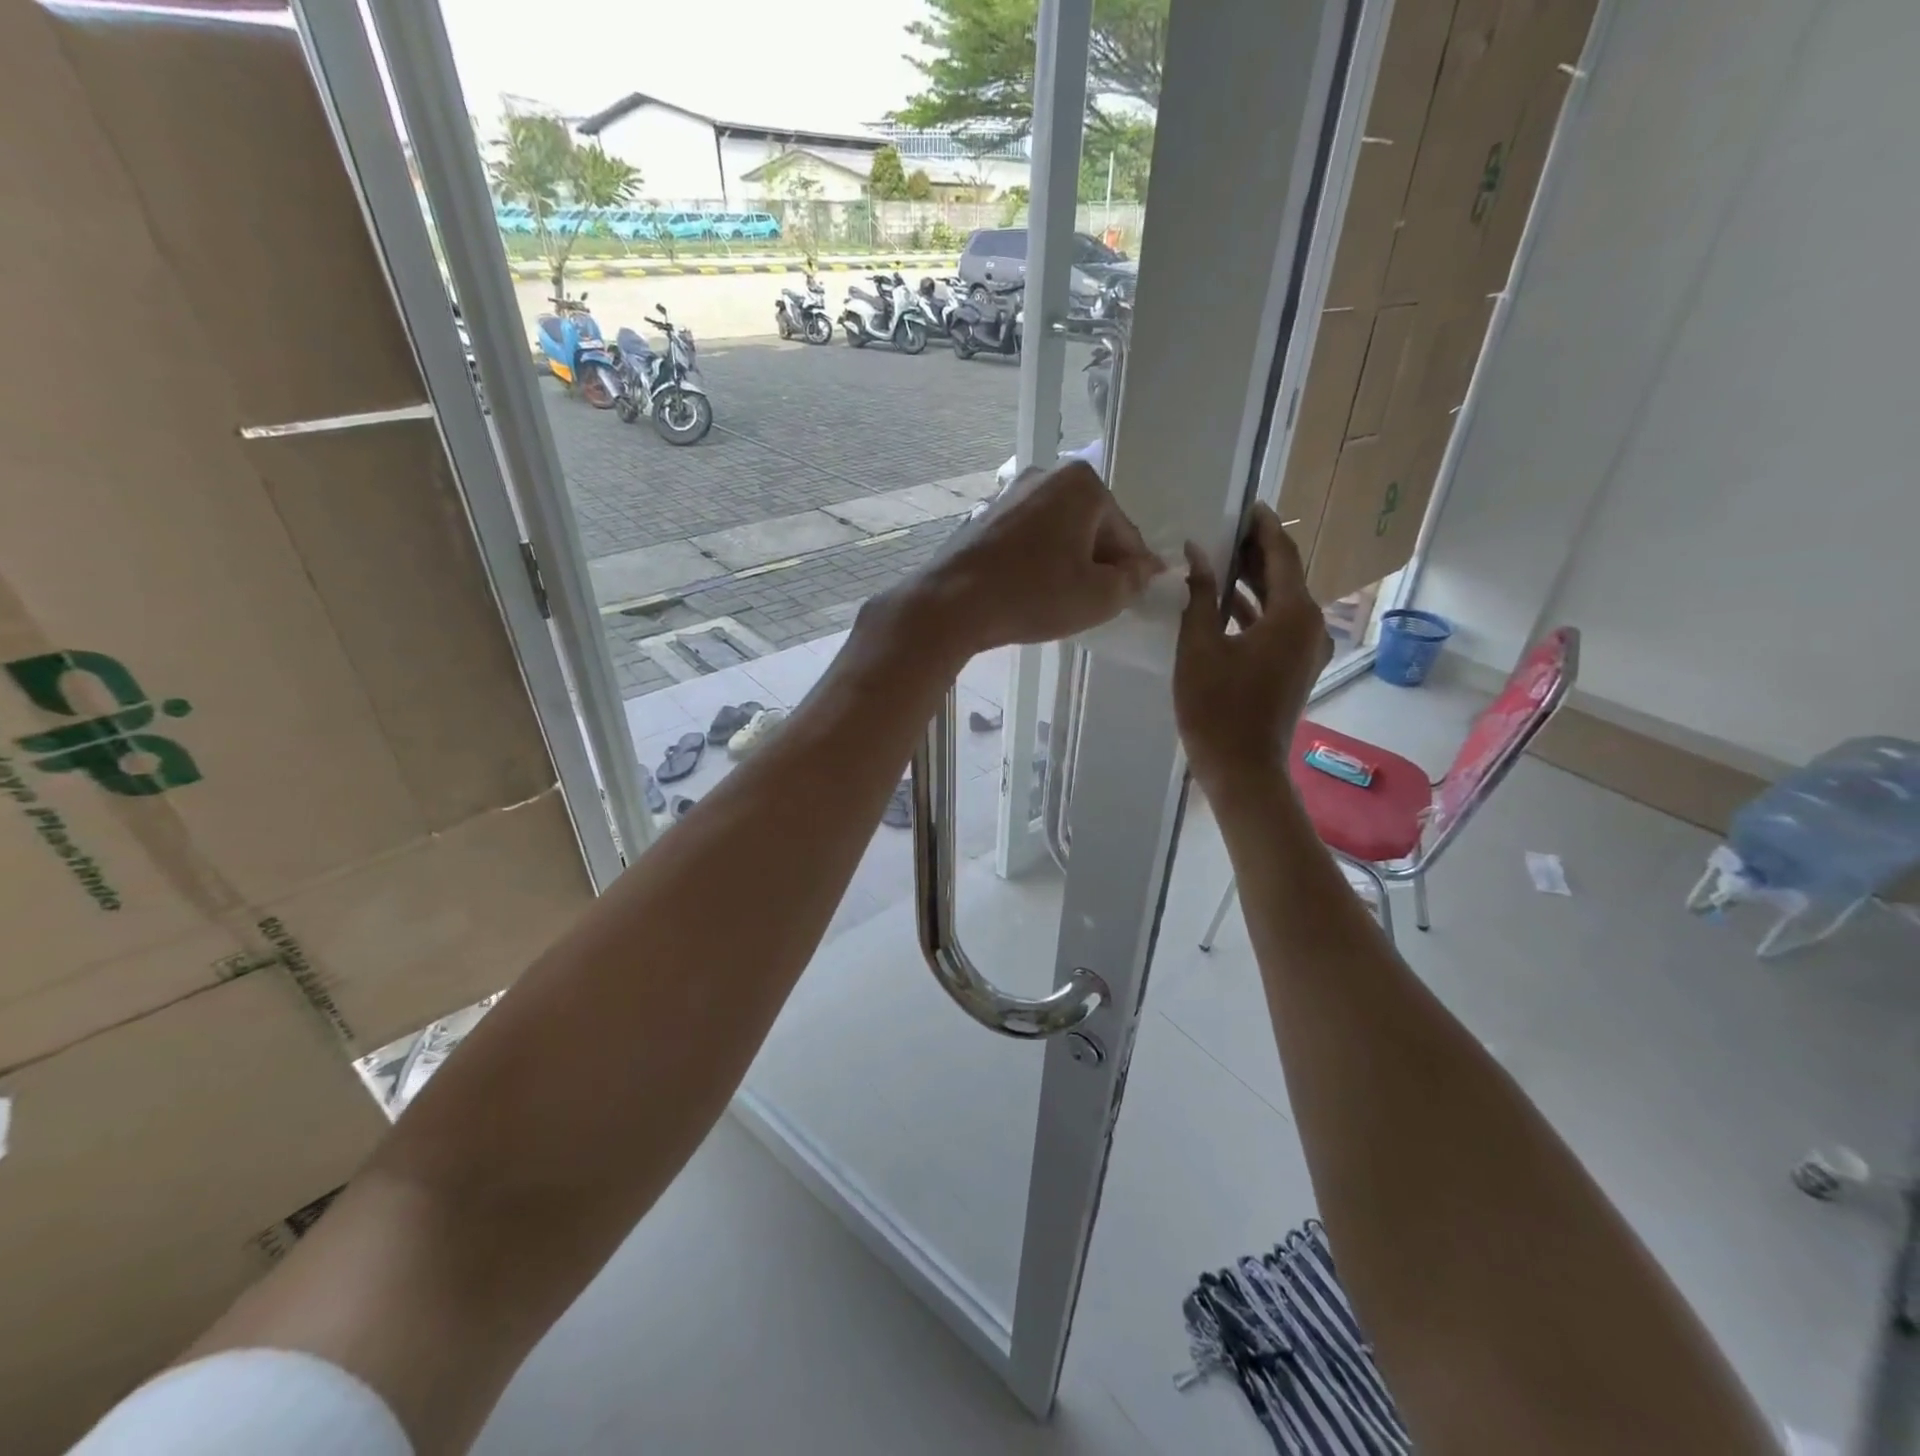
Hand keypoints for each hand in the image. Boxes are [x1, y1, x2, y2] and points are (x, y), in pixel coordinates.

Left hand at [899, 460, 1161, 659]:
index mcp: (1082, 484)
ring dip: (1067, 562)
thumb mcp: (1098, 597)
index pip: (1125, 533)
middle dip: (1098, 563)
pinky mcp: (984, 516)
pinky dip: (1038, 561)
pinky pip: (1028, 539)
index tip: (1135, 596)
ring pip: (1058, 533)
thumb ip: (1133, 580)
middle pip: (1091, 527)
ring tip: (1061, 600)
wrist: (951, 604)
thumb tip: (1144, 569)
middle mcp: (1046, 475)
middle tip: (1095, 603)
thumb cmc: (1033, 596)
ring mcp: (1010, 493)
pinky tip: (1031, 590)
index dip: (1134, 570)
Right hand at [1174, 504, 1331, 792]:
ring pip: (1281, 602)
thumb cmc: (1216, 707)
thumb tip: (1195, 553)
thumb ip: (1200, 595)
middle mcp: (1312, 625)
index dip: (1262, 527)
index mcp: (1294, 614)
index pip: (1281, 554)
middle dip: (1255, 552)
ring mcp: (1307, 649)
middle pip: (1284, 575)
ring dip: (1252, 582)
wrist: (1242, 768)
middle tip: (1222, 530)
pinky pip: (1278, 625)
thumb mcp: (1199, 646)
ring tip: (1217, 560)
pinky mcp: (1296, 667)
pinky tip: (1223, 605)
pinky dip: (1254, 611)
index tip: (1243, 504)